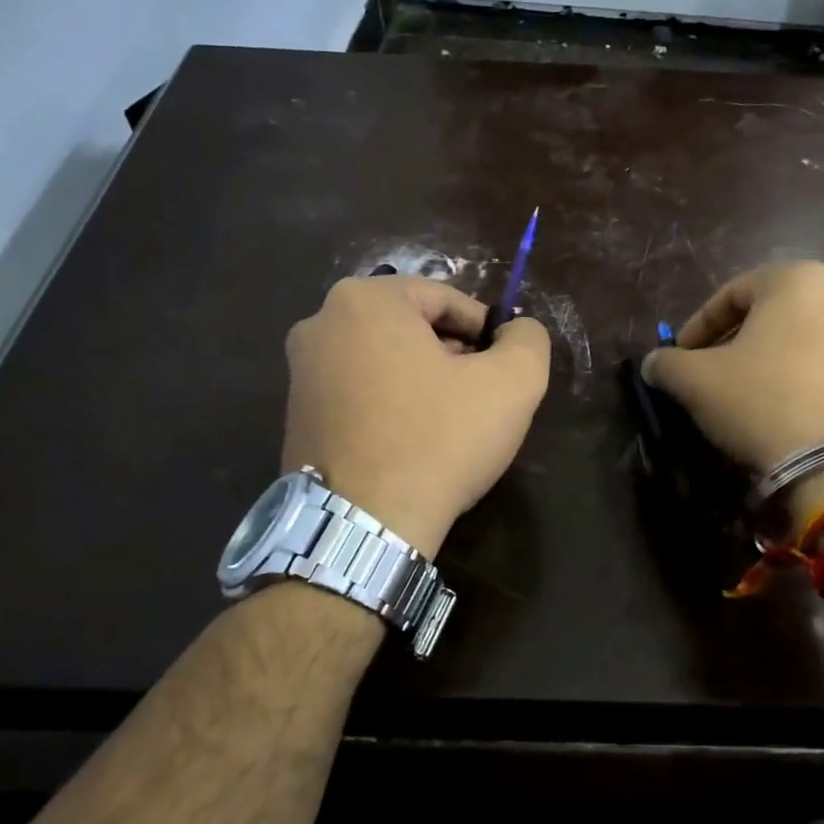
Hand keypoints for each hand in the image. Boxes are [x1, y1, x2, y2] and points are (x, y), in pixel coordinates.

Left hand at [282, 276, 550, 558]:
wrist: (362, 524)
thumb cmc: (439, 440)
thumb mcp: (513, 383)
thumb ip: (528, 340)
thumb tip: (517, 332)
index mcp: (366, 300)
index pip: (446, 299)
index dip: (486, 331)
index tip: (504, 369)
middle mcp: (320, 323)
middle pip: (411, 327)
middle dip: (453, 355)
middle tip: (481, 397)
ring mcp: (300, 372)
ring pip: (384, 360)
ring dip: (423, 381)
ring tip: (450, 424)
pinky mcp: (296, 415)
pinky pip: (358, 393)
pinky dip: (390, 406)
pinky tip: (413, 443)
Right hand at [642, 261, 823, 475]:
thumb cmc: (761, 401)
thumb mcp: (697, 381)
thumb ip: (668, 363)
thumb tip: (654, 363)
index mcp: (796, 280)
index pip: (731, 293)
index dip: (697, 326)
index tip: (679, 357)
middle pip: (768, 314)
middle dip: (732, 341)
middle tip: (707, 373)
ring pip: (796, 339)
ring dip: (764, 360)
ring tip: (739, 394)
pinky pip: (822, 364)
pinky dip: (794, 377)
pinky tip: (776, 409)